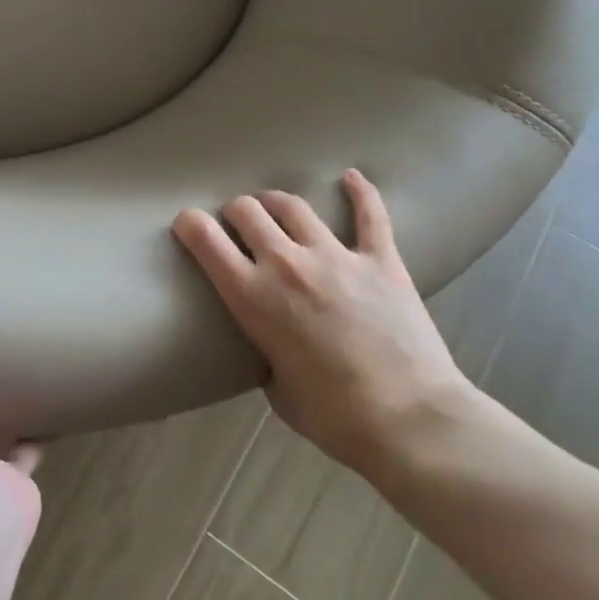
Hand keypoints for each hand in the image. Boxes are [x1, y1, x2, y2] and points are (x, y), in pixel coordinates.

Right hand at [172, 170, 476, 479]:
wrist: (410, 421)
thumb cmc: (333, 417)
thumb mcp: (274, 386)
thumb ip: (265, 350)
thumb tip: (272, 341)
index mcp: (252, 297)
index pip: (204, 238)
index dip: (189, 224)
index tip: (188, 225)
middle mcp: (286, 265)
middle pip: (247, 210)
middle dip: (234, 212)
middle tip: (237, 225)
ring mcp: (336, 256)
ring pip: (293, 205)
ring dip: (276, 203)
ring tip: (274, 208)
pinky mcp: (381, 260)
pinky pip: (369, 214)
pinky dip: (359, 192)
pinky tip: (350, 177)